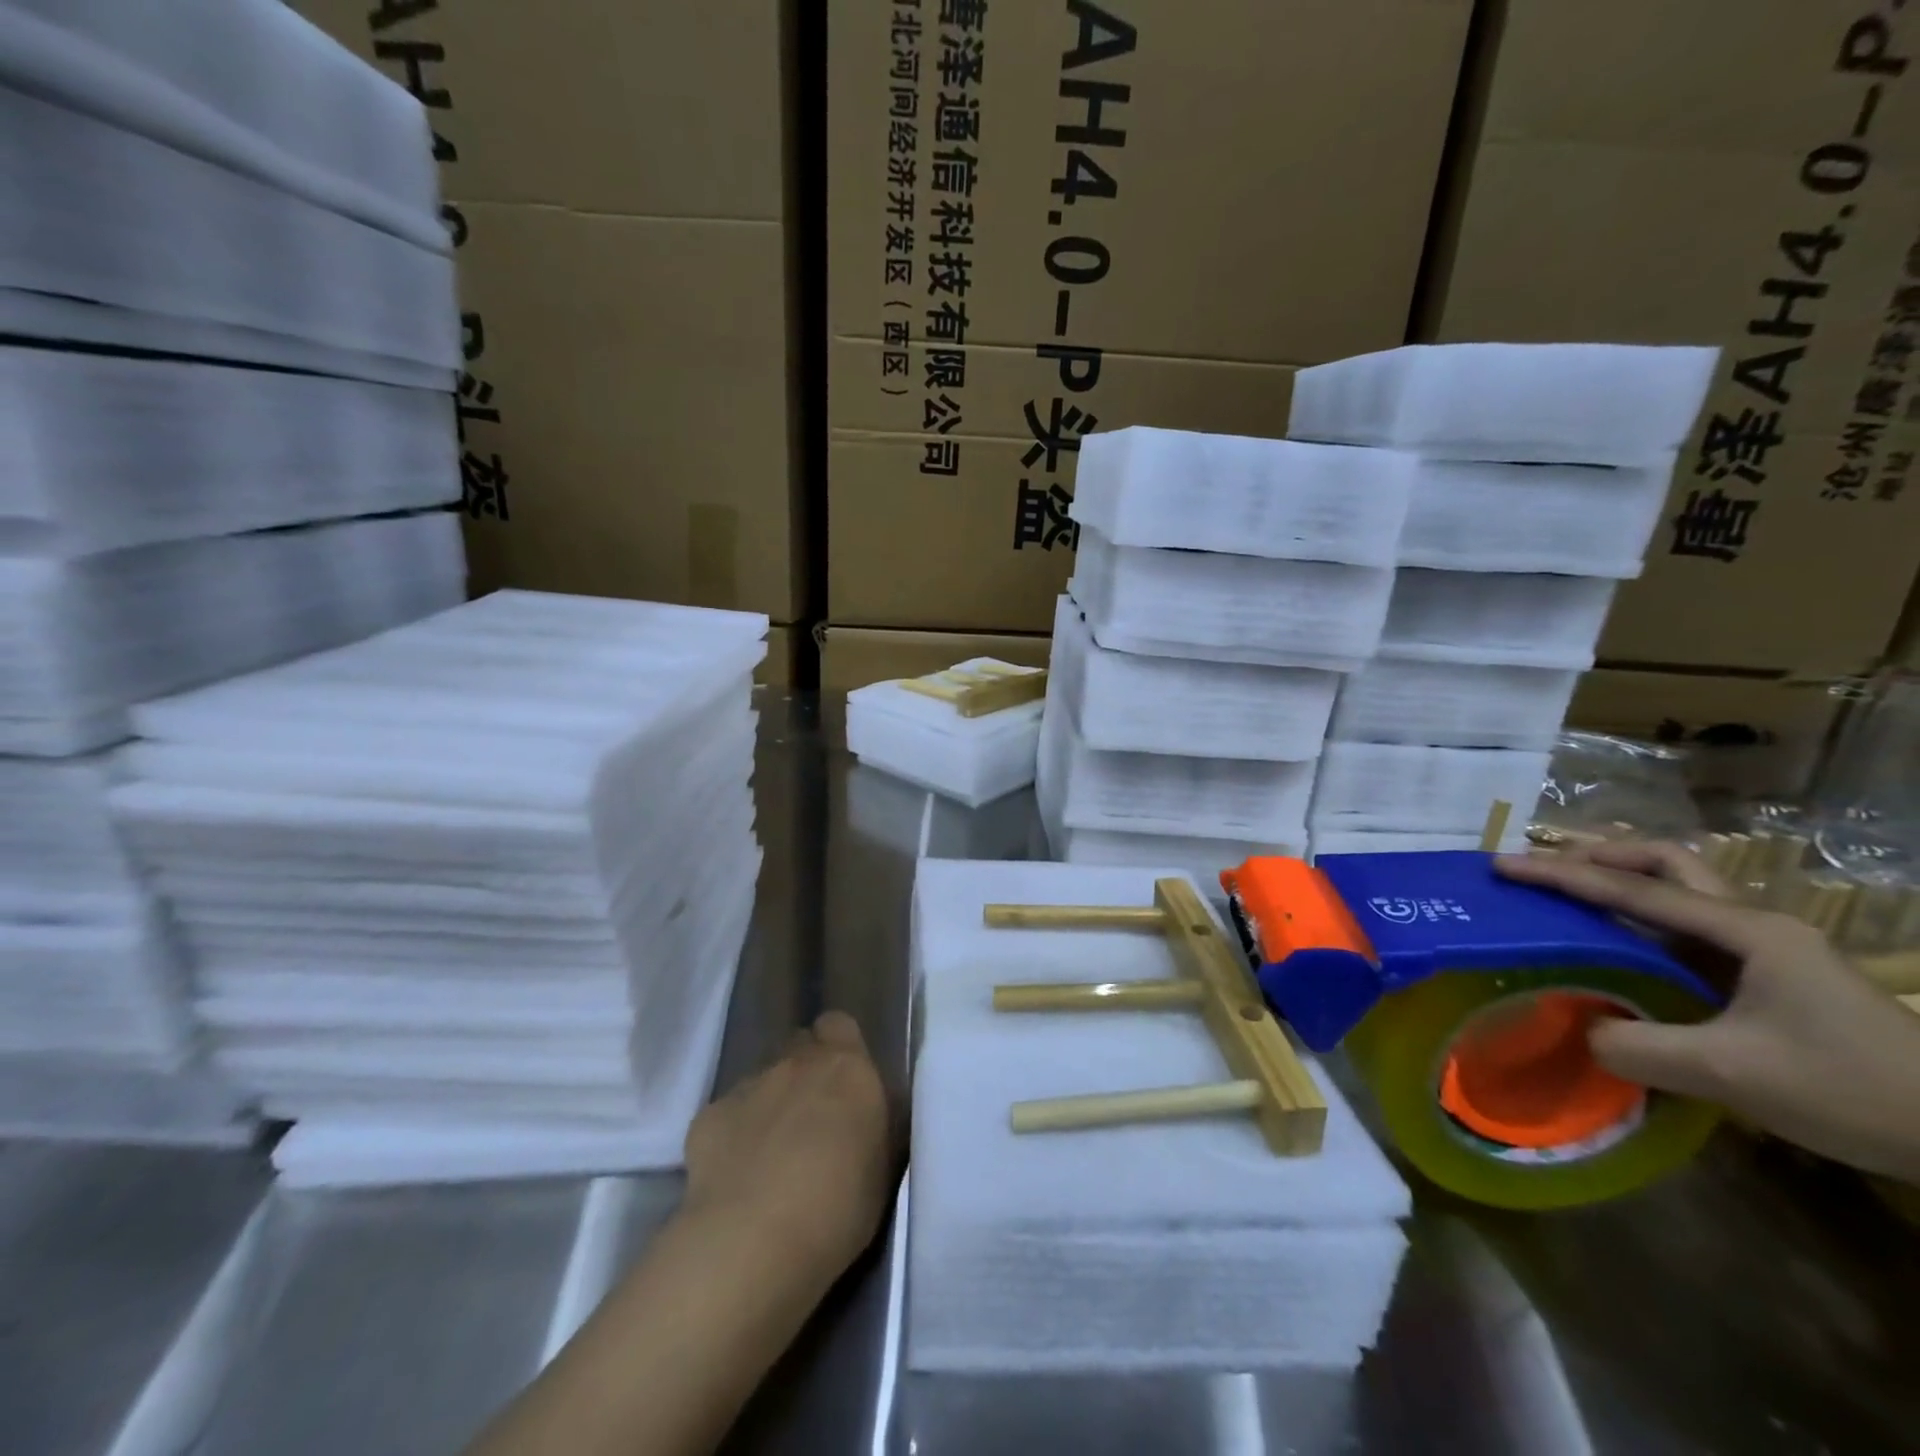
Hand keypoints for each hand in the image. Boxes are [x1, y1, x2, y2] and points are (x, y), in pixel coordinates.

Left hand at [684, 1011, 897, 1276]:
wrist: (753, 1242)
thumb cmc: (838, 1208)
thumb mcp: (884, 1165)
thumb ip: (877, 1122)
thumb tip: (869, 1112)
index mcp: (847, 1067)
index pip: (840, 1025)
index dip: (841, 1048)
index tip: (847, 1086)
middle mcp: (797, 1062)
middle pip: (800, 1047)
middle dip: (807, 1073)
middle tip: (814, 1121)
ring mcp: (748, 1086)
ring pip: (763, 1079)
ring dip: (771, 1103)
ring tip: (773, 1157)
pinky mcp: (707, 1117)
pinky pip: (727, 1114)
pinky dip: (734, 1134)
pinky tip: (737, 1176)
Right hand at [1497, 846, 1919, 1181]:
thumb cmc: (1853, 1090)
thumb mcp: (1733, 1073)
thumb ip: (1639, 1046)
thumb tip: (1580, 1029)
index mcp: (1746, 932)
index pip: (1634, 888)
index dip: (1561, 874)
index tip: (1502, 866)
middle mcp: (1753, 925)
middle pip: (1666, 863)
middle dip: (1599, 856)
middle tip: (1543, 870)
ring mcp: (1765, 950)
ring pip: (1679, 891)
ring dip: (1620, 883)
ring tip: (1568, 897)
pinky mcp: (1767, 978)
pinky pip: (1686, 931)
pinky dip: (1638, 922)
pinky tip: (1616, 946)